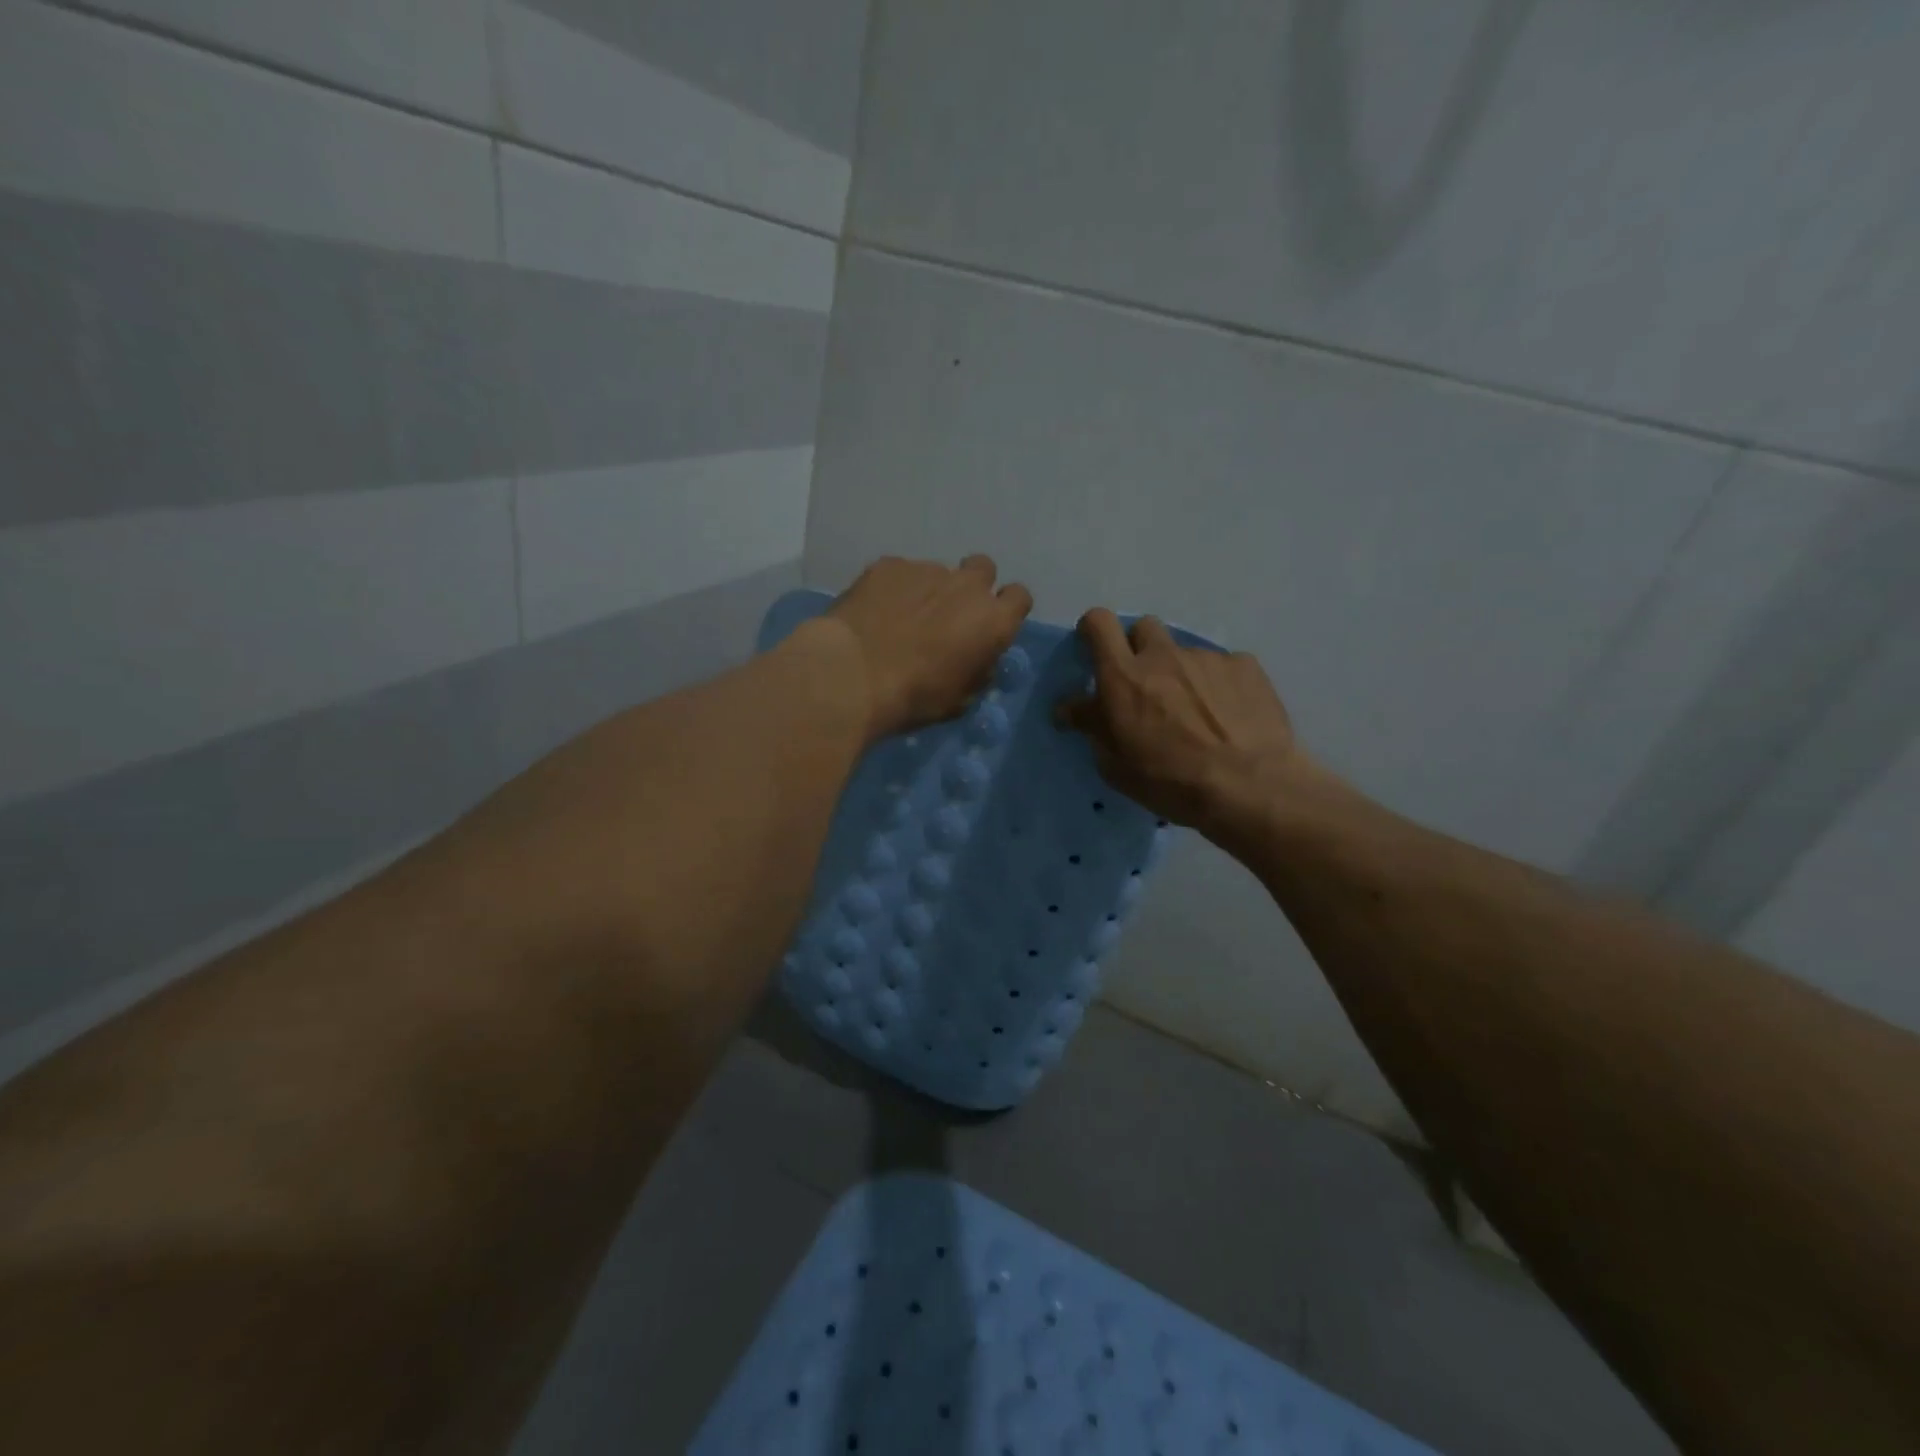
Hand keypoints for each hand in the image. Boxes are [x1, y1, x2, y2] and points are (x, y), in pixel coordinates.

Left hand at [822, 555, 1033, 742]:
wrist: (851, 675)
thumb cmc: (913, 697)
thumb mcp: (959, 700)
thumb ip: (977, 671)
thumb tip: (977, 659)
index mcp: (993, 620)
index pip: (1020, 597)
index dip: (1006, 609)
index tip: (989, 626)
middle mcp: (967, 586)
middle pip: (983, 569)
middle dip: (972, 587)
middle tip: (950, 615)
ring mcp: (926, 569)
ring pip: (938, 573)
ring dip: (929, 591)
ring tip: (901, 619)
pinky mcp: (888, 565)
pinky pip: (900, 573)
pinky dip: (894, 589)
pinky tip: (875, 613)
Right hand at [1056, 609, 1315, 842]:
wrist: (1249, 787)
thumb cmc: (1170, 781)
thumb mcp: (1115, 765)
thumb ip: (1091, 726)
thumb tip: (1069, 708)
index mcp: (1123, 677)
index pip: (1098, 623)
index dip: (1093, 630)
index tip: (1096, 651)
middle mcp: (1163, 655)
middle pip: (1143, 627)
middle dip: (1139, 649)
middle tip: (1145, 686)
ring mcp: (1206, 657)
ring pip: (1184, 652)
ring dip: (1180, 673)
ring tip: (1197, 712)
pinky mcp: (1245, 666)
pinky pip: (1222, 666)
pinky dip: (1218, 685)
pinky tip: (1228, 716)